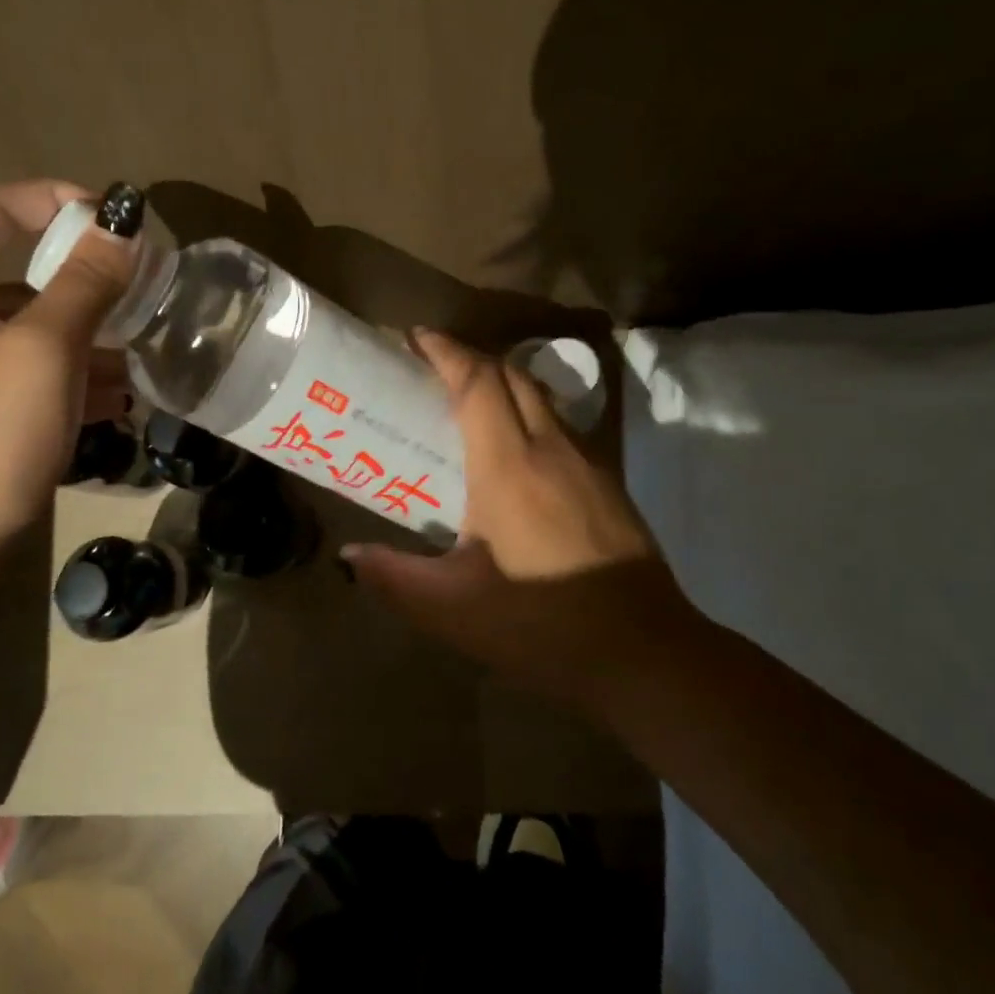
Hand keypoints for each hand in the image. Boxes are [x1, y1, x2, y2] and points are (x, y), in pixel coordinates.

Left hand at [0, 182, 134, 583]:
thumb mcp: (41, 355)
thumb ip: (85, 284)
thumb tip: (122, 226)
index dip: (55, 202)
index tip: (115, 222)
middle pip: (7, 271)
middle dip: (80, 285)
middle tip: (139, 294)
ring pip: (15, 326)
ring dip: (78, 336)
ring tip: (137, 357)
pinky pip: (9, 368)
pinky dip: (58, 374)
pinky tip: (113, 399)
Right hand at [345, 330, 693, 709]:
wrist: (647, 655)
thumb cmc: (544, 625)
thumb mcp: (454, 609)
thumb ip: (394, 578)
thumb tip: (348, 556)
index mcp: (509, 466)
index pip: (478, 382)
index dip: (447, 351)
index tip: (416, 338)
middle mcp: (551, 447)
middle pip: (512, 375)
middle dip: (471, 358)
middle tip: (432, 368)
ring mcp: (588, 462)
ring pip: (542, 396)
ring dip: (503, 383)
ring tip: (467, 403)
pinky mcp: (609, 482)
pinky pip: (561, 424)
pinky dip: (529, 412)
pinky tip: (514, 452)